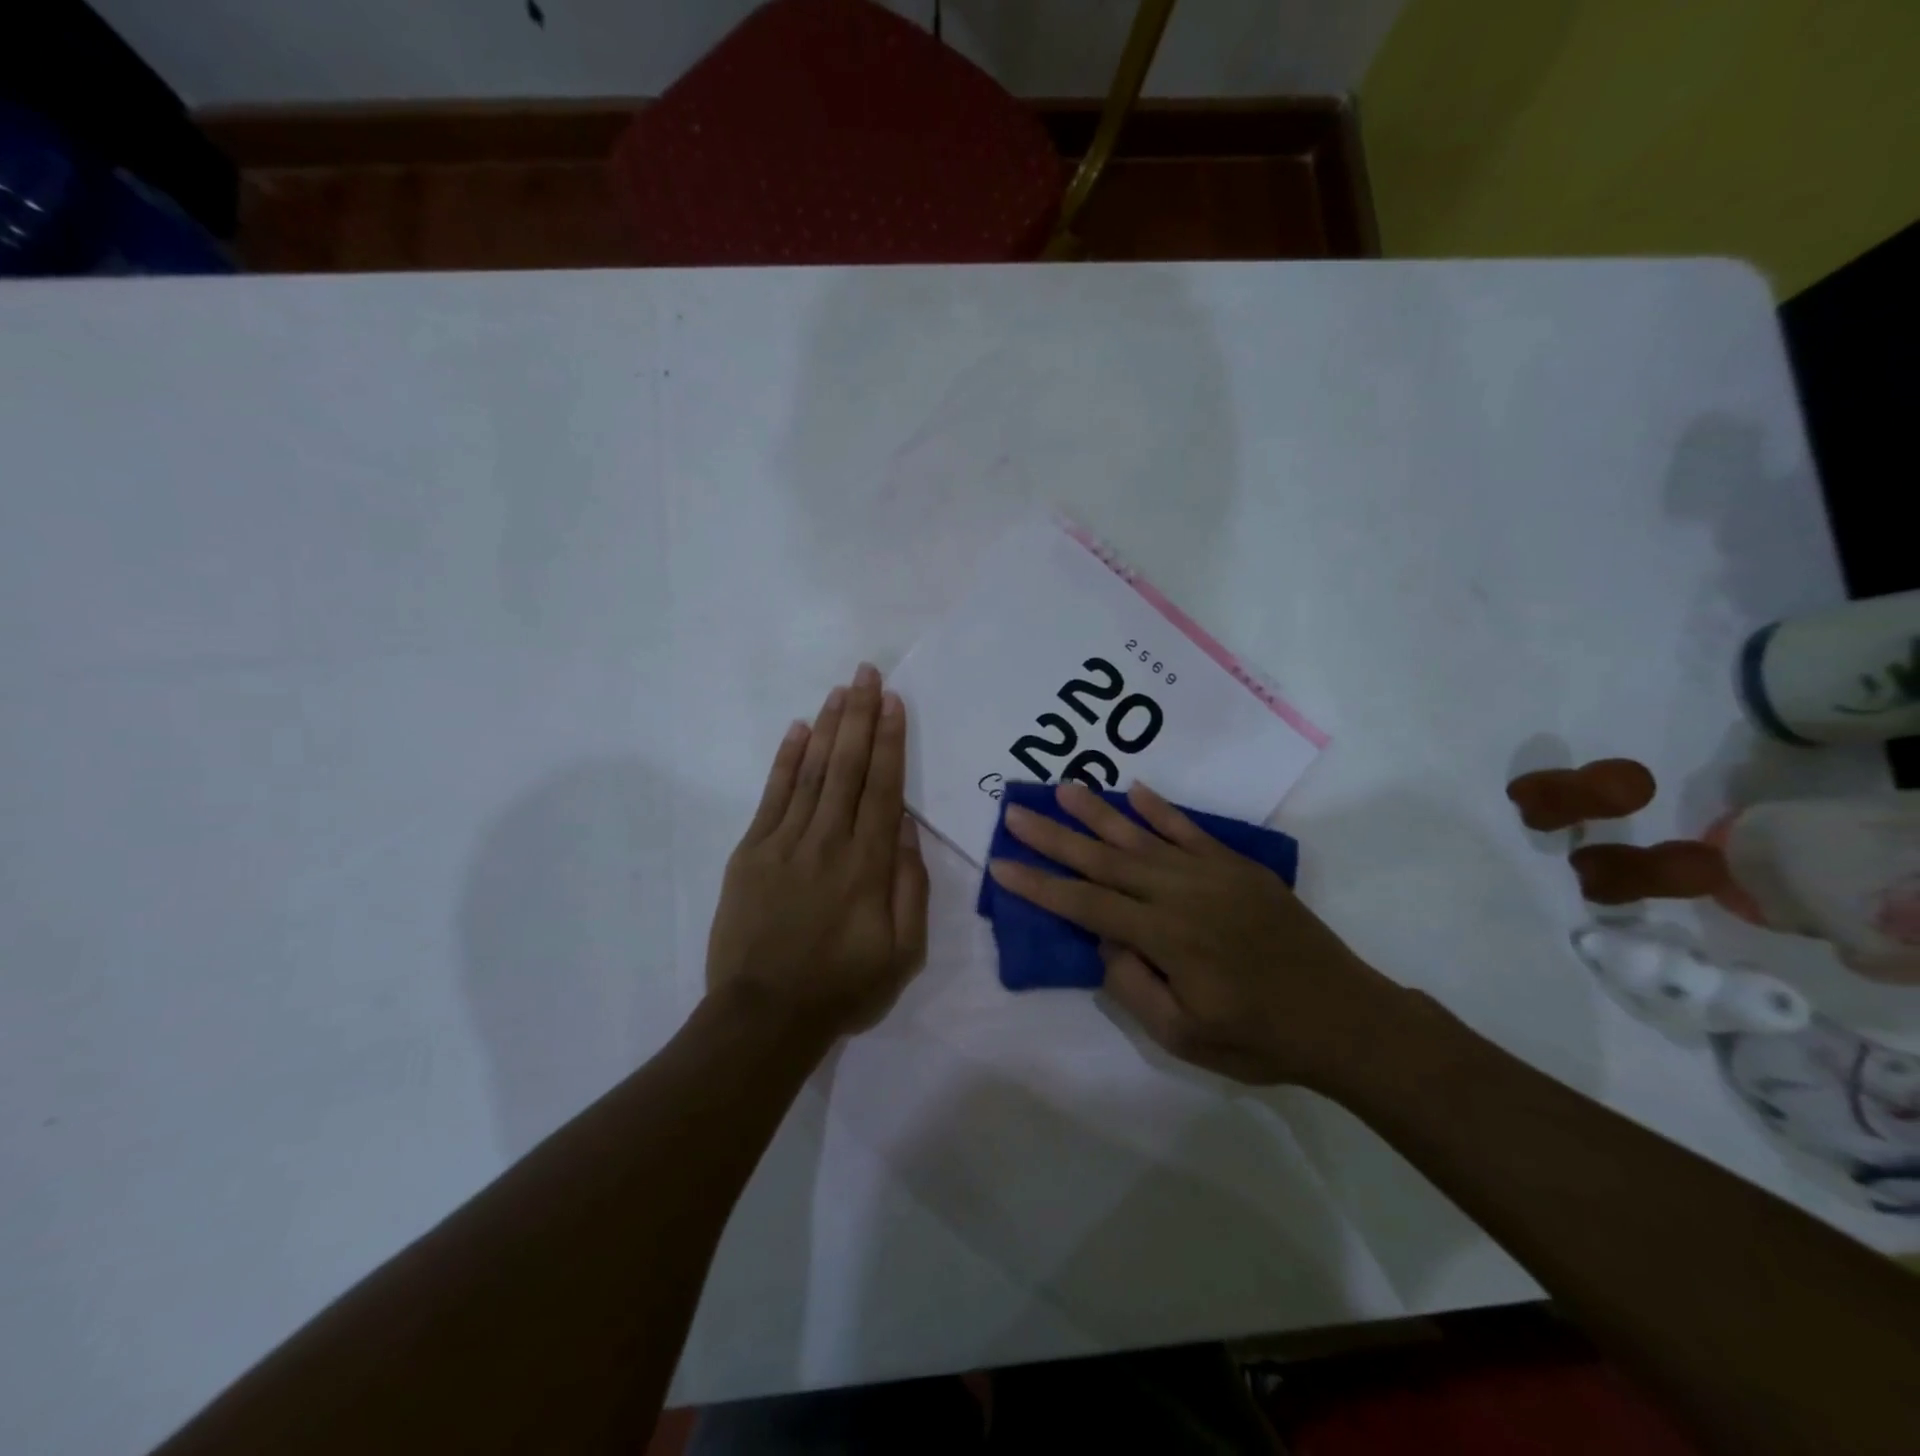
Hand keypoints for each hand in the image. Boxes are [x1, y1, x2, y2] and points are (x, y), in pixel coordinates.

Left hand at [706, 663, 929, 1037]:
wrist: (764, 1016)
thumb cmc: (843, 987)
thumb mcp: (903, 953)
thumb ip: (911, 887)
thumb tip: (908, 829)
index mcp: (868, 865)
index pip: (883, 788)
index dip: (890, 741)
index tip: (894, 702)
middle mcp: (827, 841)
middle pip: (847, 767)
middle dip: (860, 716)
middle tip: (867, 673)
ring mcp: (784, 843)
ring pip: (812, 773)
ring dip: (827, 728)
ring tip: (840, 690)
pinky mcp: (751, 852)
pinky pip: (772, 796)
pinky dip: (786, 760)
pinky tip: (797, 730)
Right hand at [988, 781, 1403, 1086]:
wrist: (1344, 1017)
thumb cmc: (1259, 1037)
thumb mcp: (1183, 1035)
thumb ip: (1133, 985)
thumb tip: (1106, 940)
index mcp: (1165, 937)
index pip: (1086, 904)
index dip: (1040, 885)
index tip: (1001, 864)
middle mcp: (1181, 893)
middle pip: (1104, 859)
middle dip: (1054, 837)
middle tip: (1016, 812)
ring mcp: (1211, 873)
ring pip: (1141, 835)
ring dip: (1098, 812)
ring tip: (1062, 788)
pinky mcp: (1236, 866)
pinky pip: (1189, 829)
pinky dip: (1159, 808)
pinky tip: (1134, 790)